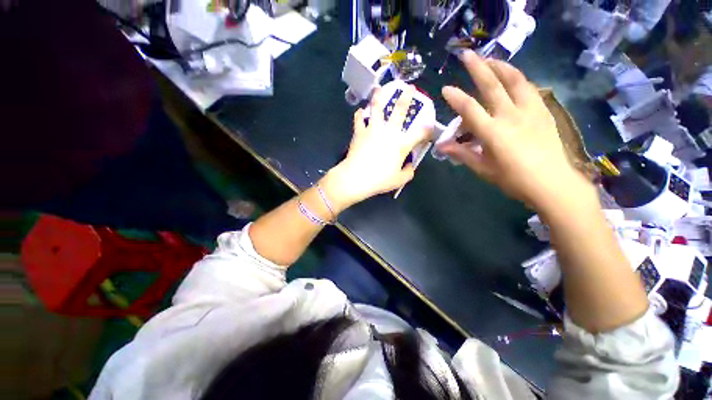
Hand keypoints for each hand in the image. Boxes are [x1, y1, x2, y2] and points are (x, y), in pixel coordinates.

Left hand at [322, 86, 431, 209]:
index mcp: (401, 144)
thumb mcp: (399, 180)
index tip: (430, 126)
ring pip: (376, 109)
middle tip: (409, 87)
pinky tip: (360, 111)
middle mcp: (389, 132)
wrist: (356, 177)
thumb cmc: (379, 180)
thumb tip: (410, 165)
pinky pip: (359, 119)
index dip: (427, 129)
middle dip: (406, 98)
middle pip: (400, 111)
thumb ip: (408, 172)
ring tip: (378, 88)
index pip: (420, 133)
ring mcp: (373, 130)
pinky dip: (359, 114)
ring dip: (378, 97)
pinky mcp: (359, 132)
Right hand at [440, 50, 591, 211]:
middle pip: (492, 86)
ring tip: (489, 59)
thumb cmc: (513, 179)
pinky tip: (511, 78)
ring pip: (515, 80)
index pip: (470, 110)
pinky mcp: (543, 110)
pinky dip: (517, 78)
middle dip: (478, 68)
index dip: (456, 98)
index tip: (446, 89)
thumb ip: (462, 154)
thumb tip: (441, 146)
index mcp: (493, 133)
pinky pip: (529, 88)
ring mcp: (530, 110)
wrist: (553, 183)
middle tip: (467, 55)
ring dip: (500, 66)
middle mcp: (511, 116)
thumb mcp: (483, 169)